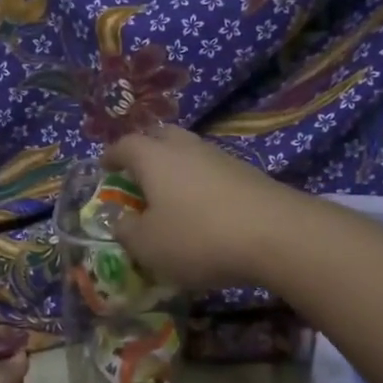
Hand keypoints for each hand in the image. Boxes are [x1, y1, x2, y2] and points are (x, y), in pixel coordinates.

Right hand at [101, 128, 308, 290]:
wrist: (277, 235)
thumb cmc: (198, 237)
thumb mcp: (149, 246)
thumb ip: (127, 232)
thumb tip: (121, 221)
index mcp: (154, 158)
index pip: (126, 145)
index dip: (112, 155)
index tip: (105, 167)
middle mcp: (187, 148)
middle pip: (161, 136)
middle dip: (146, 149)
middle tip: (138, 172)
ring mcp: (222, 157)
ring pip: (191, 152)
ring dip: (177, 167)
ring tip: (171, 193)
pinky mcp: (249, 174)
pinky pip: (214, 171)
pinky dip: (201, 183)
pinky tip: (204, 208)